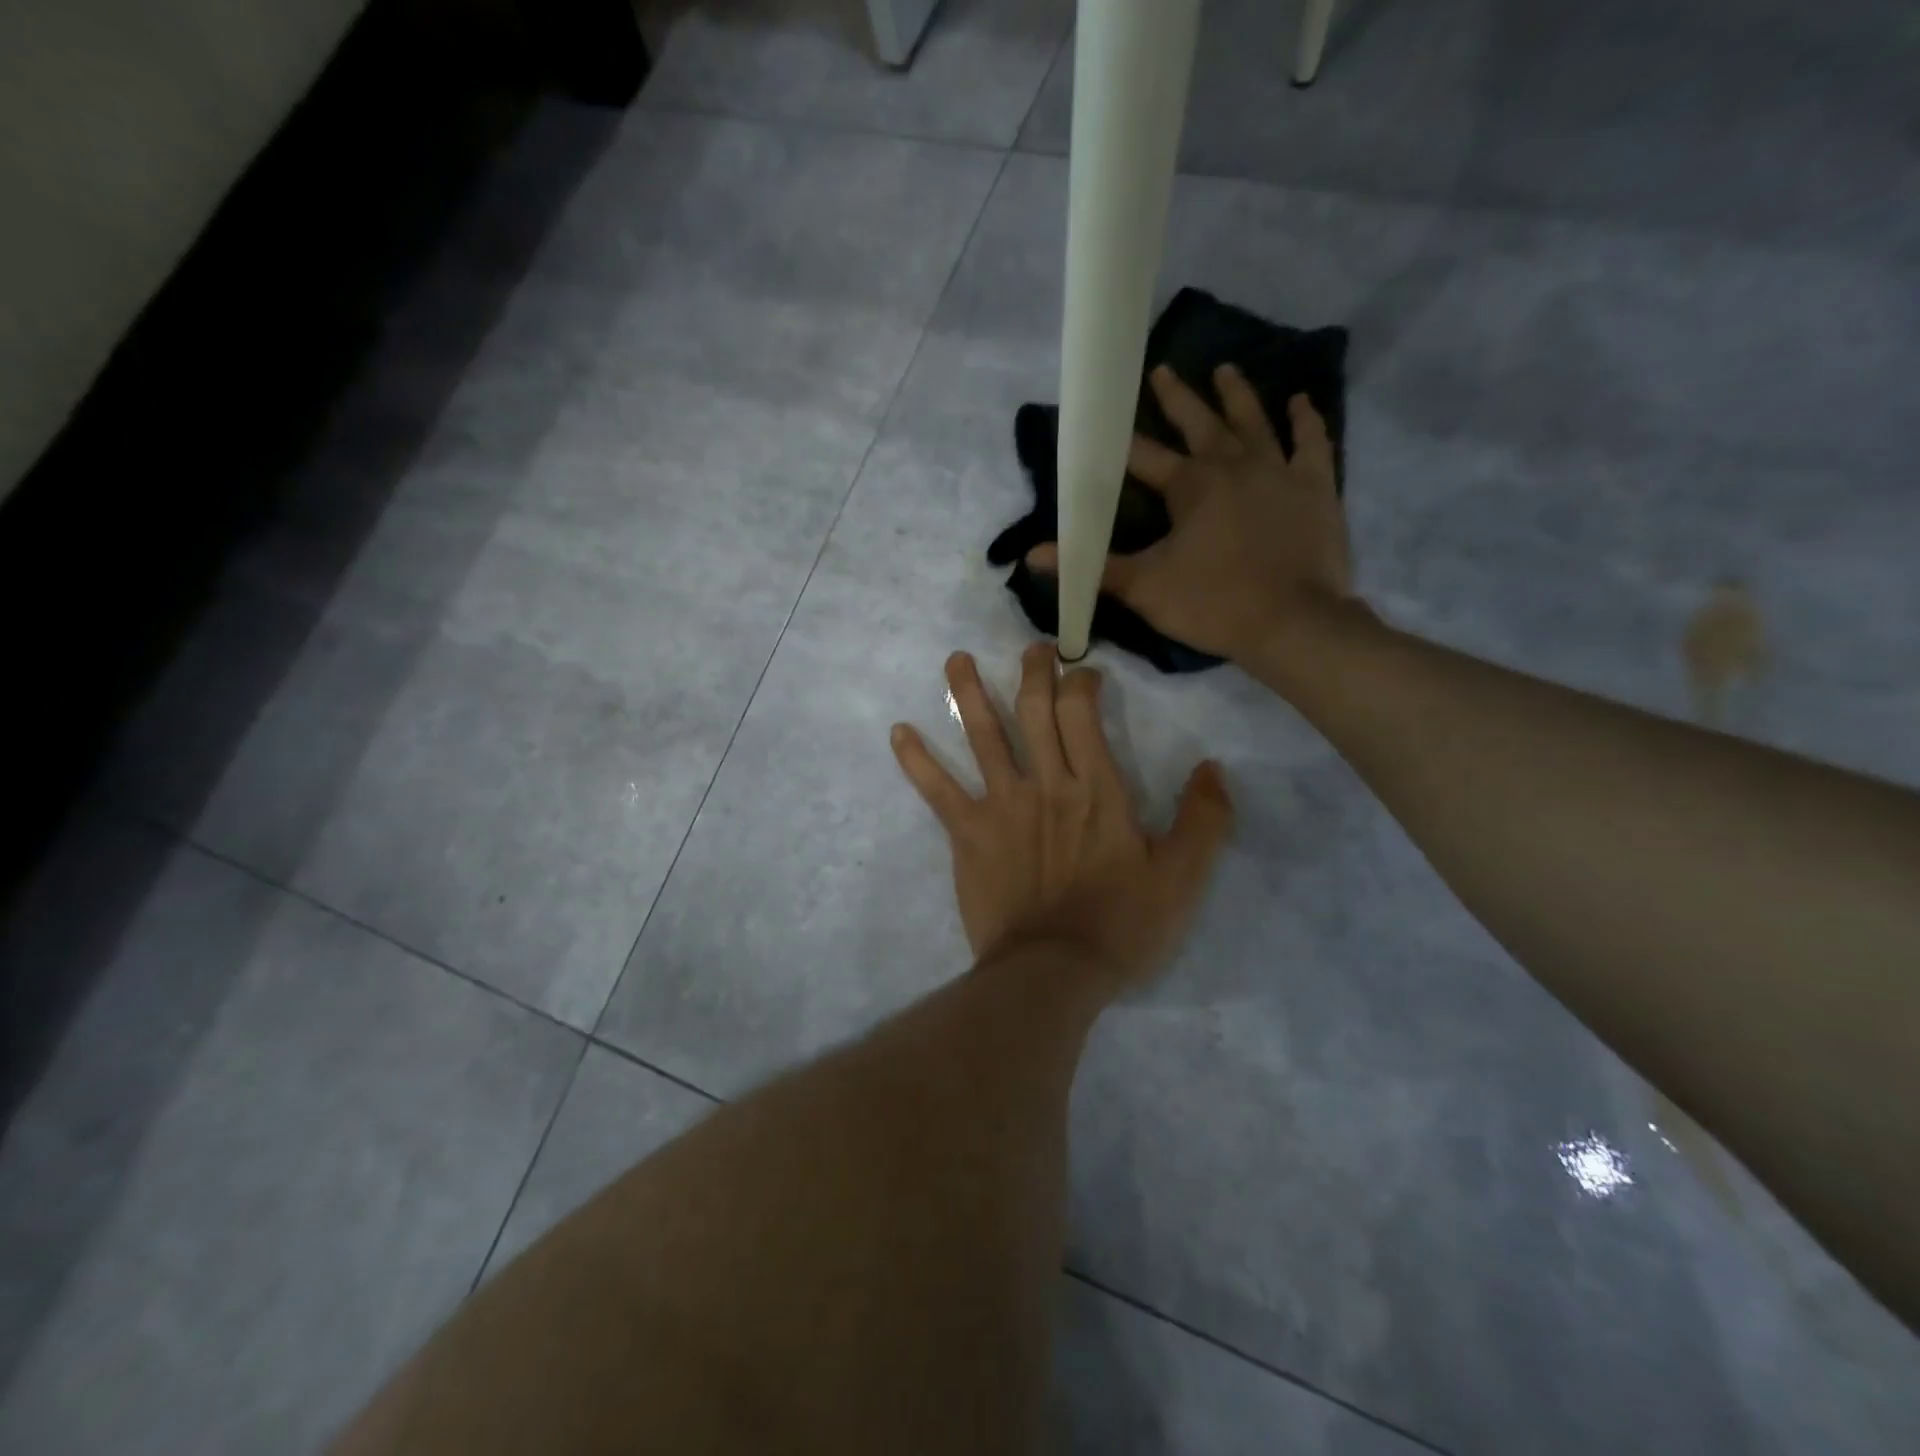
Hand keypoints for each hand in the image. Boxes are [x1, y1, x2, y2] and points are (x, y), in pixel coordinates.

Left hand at [890, 645, 1232, 989]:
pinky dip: (916, 759)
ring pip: (982, 736)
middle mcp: (1046, 783)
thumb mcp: (1182, 877)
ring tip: (955, 659)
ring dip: (968, 694)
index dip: (1080, 682)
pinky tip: (898, 732)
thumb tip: (1213, 767)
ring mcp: (1001, 805)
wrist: (1053, 972)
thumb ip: (1203, 819)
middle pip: (1033, 711)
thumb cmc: (1121, 925)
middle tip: (1030, 649)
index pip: (1082, 713)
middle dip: (1032, 672)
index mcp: (1096, 789)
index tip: (1083, 672)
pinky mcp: (967, 833)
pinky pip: (936, 789)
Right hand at [1029, 364, 1356, 666]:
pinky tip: (1301, 401)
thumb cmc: (1213, 604)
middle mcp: (1233, 465)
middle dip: (1177, 397)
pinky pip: (1312, 443)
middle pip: (1199, 423)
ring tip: (1225, 368)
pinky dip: (1307, 421)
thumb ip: (1093, 567)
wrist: (1293, 623)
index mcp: (1189, 486)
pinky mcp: (1317, 487)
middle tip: (1161, 369)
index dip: (1121, 439)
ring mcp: (1279, 471)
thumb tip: (1033, 556)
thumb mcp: (1144, 588)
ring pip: (1254, 422)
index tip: (1104, 418)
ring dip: (1237, 395)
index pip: (1144, 456)